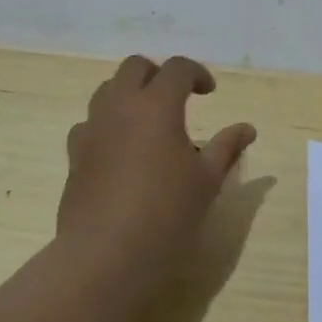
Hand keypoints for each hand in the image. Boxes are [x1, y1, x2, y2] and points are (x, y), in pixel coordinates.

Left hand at [59, 55, 256, 286]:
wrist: (106, 253)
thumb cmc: (167, 214)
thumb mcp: (207, 181)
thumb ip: (226, 148)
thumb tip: (247, 129)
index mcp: (156, 105)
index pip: (176, 68)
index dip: (196, 73)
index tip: (209, 93)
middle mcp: (119, 107)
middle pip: (134, 67)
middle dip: (158, 74)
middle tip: (177, 99)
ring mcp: (92, 129)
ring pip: (107, 90)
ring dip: (130, 95)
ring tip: (149, 124)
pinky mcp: (75, 154)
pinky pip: (90, 123)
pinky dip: (108, 125)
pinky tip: (121, 151)